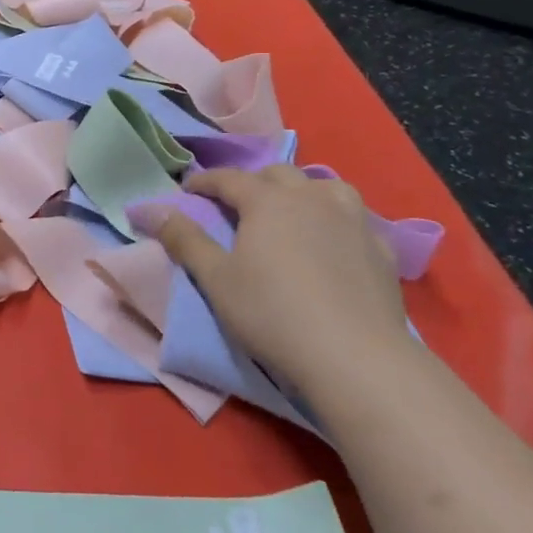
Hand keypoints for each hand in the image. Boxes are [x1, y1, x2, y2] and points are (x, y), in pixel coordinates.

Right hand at [134, 166, 409, 398]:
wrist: (355, 357)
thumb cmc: (272, 313)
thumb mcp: (216, 279)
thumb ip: (184, 240)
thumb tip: (152, 210)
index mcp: (268, 201)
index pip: (229, 178)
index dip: (205, 181)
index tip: (188, 190)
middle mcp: (311, 198)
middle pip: (278, 174)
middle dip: (253, 182)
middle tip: (237, 204)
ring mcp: (352, 220)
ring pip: (324, 186)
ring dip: (301, 192)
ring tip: (290, 212)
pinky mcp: (380, 248)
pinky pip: (354, 218)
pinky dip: (336, 219)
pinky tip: (333, 241)